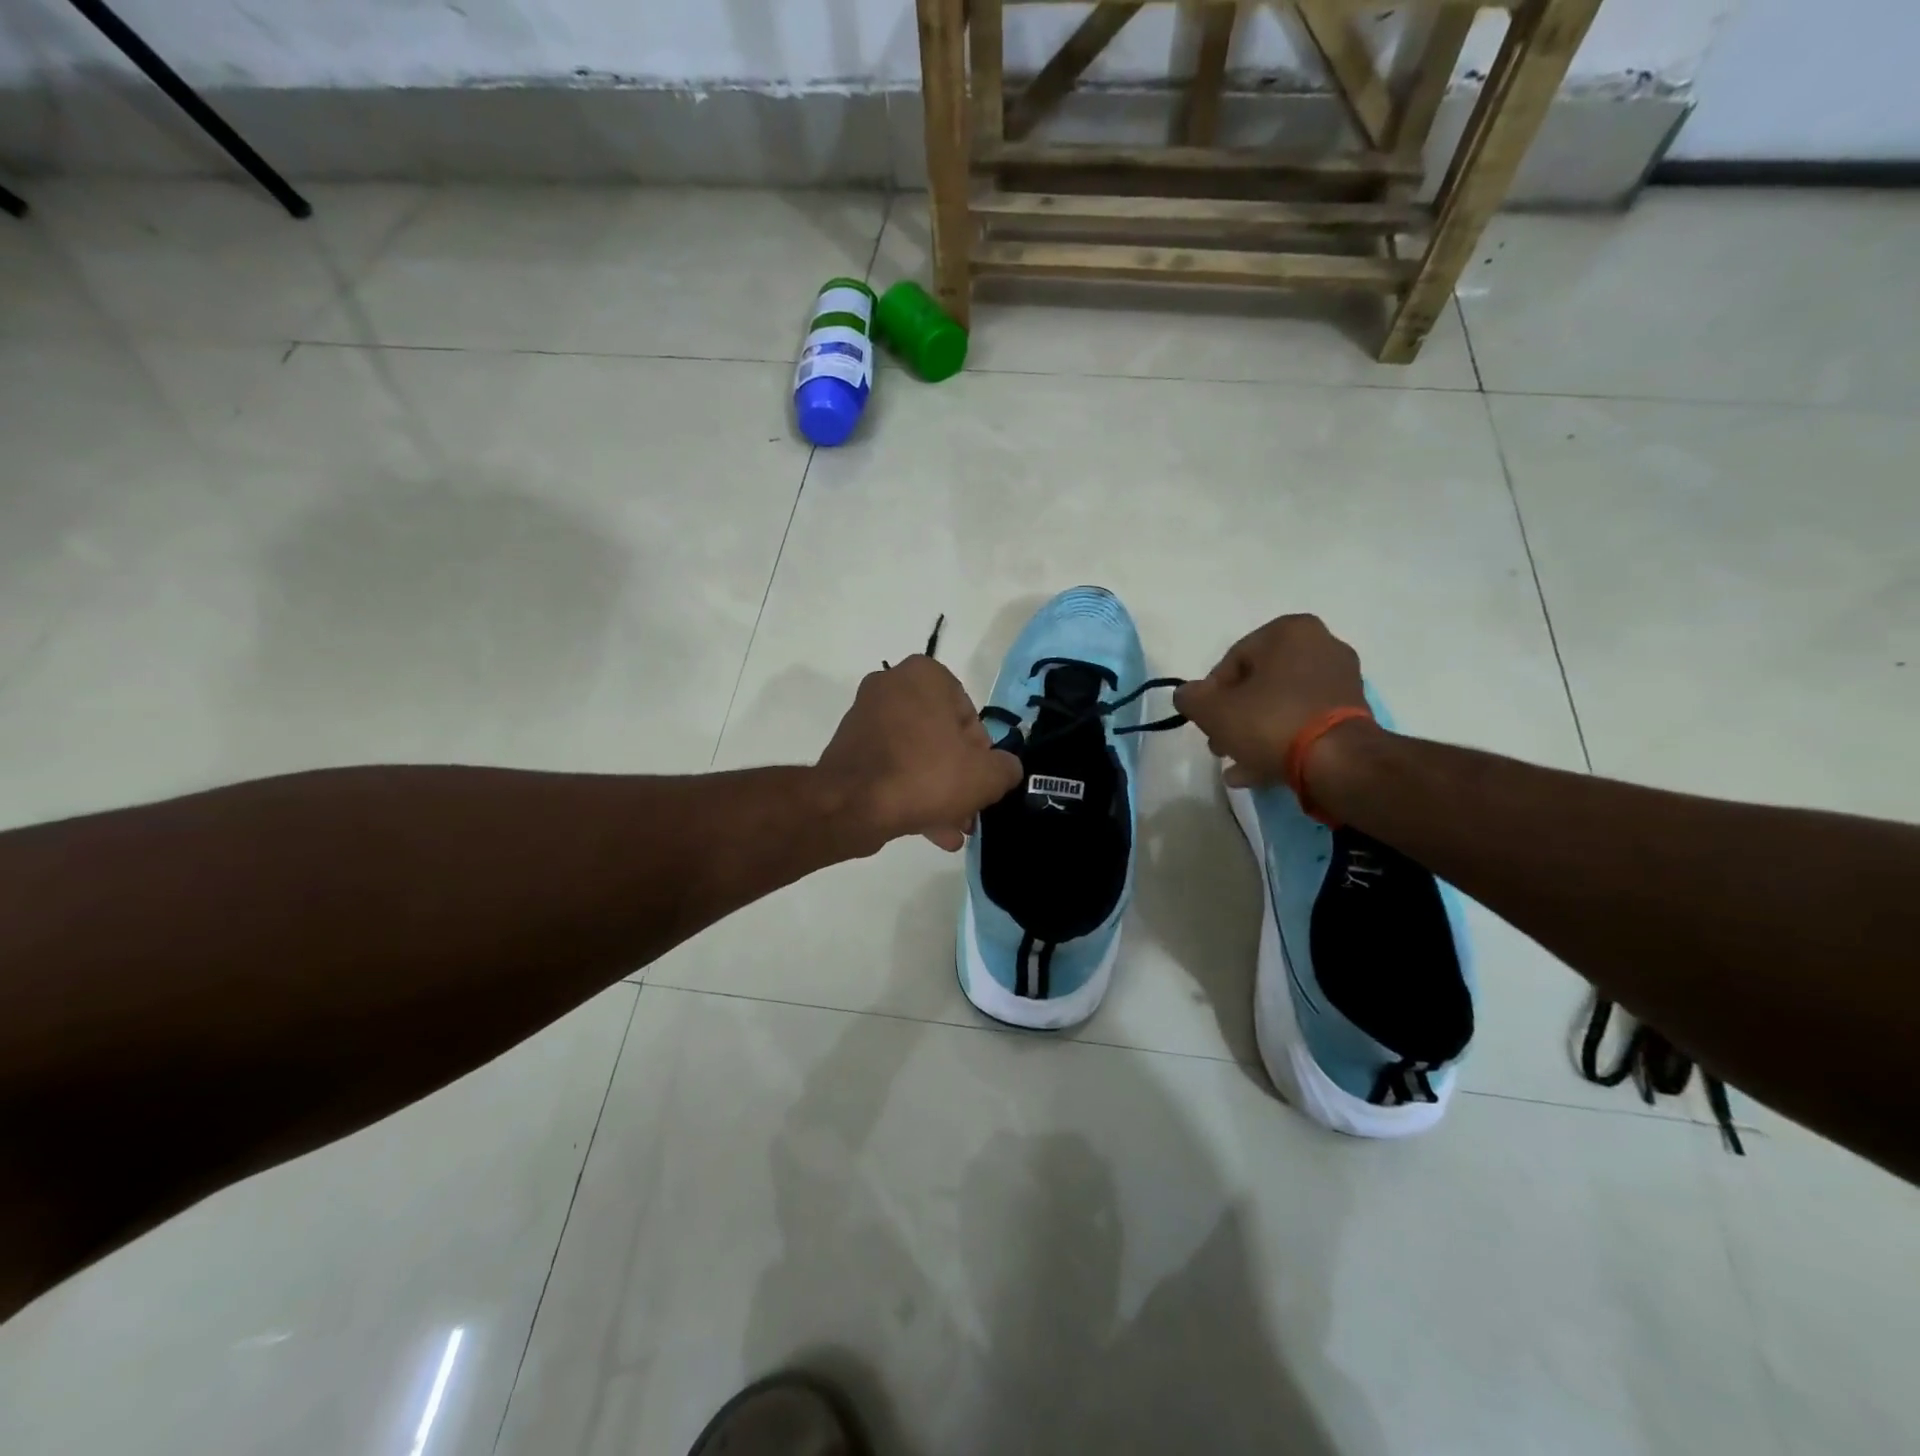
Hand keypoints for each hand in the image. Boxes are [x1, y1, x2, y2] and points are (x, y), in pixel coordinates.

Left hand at [818, 656, 1022, 853]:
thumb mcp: (986, 775)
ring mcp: (866, 717)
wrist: (851, 806)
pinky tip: (931, 832)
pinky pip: (892, 768)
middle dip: (958, 778)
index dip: (981, 754)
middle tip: (969, 811)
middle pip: (942, 738)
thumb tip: (1004, 769)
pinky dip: (910, 793)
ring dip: (938, 792)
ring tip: (953, 830)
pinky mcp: (850, 749)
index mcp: (925, 675)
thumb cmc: (925, 775)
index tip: (979, 781)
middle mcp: (891, 686)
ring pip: (917, 756)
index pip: (969, 715)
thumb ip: (1006, 768)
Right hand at [1173, 614, 1369, 787]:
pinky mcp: (1353, 713)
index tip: (1206, 721)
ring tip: (1235, 763)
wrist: (1338, 762)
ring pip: (1281, 705)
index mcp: (1289, 632)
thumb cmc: (1270, 722)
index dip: (1211, 694)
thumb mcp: (1212, 710)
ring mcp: (1341, 680)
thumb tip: (1187, 695)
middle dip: (1234, 716)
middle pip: (1259, 683)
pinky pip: (1304, 721)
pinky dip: (1281, 740)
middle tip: (1219, 744)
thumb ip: (1191, 698)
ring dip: (1254, 732)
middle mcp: (1321, 645)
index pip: (1232, 660)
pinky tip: (1257, 771)